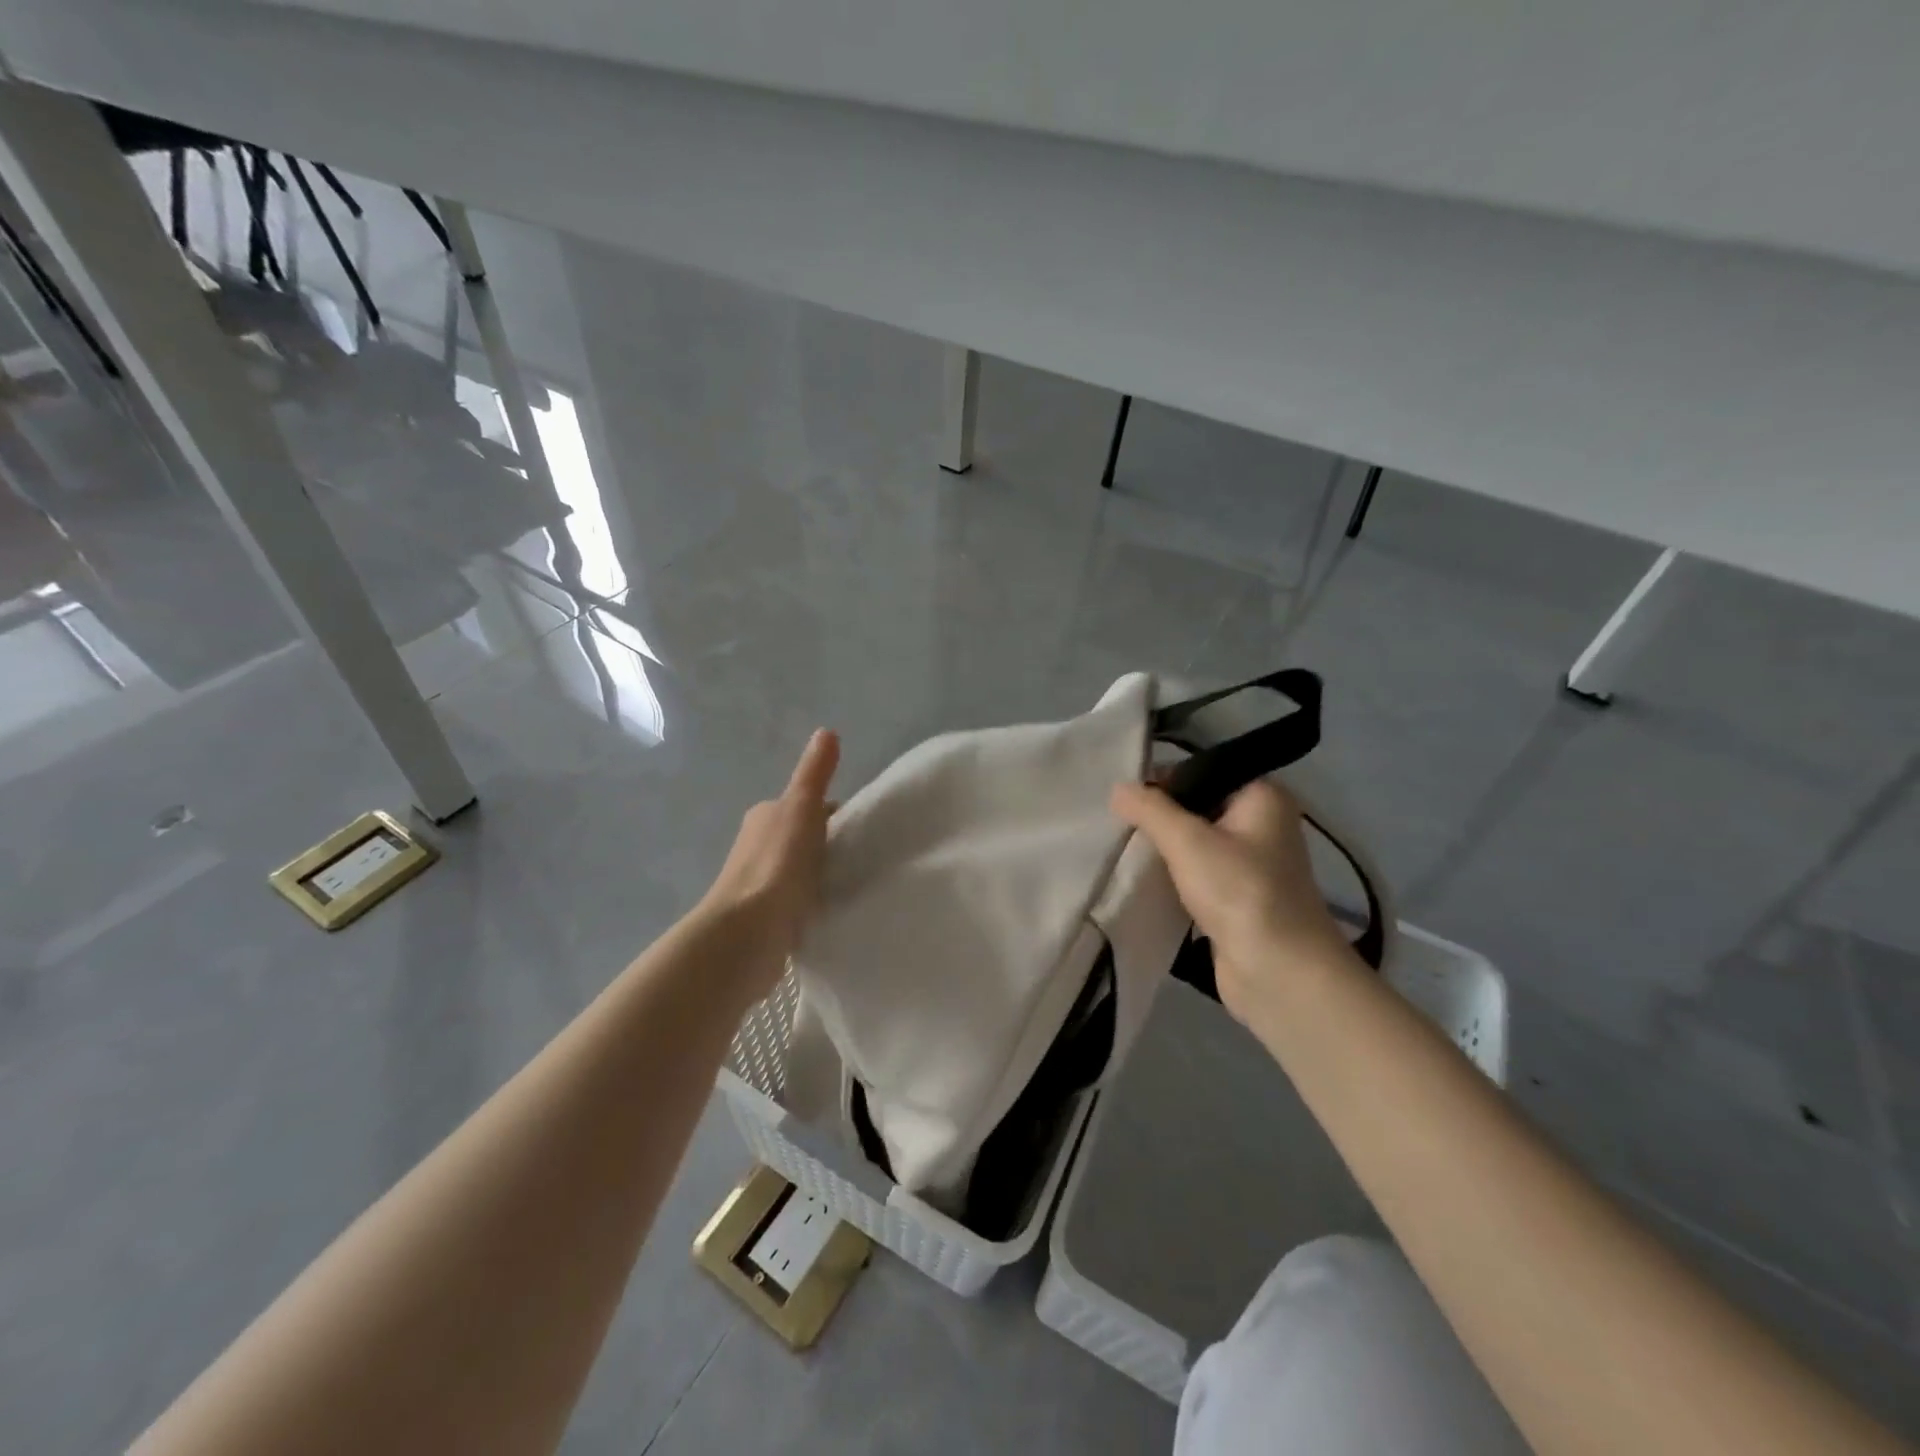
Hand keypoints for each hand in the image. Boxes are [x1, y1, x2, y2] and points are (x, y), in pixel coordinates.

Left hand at [700, 729, 839, 998]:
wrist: (746, 933)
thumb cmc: (777, 864)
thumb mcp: (802, 808)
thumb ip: (815, 773)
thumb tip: (827, 731)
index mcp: (765, 815)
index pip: (807, 806)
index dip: (834, 813)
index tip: (863, 828)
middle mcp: (757, 844)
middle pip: (803, 837)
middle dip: (828, 844)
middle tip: (864, 857)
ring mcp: (759, 883)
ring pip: (799, 870)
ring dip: (820, 874)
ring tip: (853, 884)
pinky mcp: (765, 917)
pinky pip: (796, 901)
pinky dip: (812, 901)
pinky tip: (831, 910)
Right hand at [1111, 777, 1352, 1026]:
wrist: (1280, 974)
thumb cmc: (1240, 893)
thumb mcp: (1188, 841)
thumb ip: (1150, 809)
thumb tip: (1118, 788)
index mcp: (1262, 796)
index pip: (1201, 771)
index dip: (1161, 781)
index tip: (1123, 800)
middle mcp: (1261, 824)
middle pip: (1196, 807)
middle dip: (1158, 818)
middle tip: (1117, 826)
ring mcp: (1251, 865)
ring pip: (1195, 844)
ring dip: (1163, 850)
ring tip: (1123, 851)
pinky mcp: (1237, 899)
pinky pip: (1197, 875)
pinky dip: (1173, 877)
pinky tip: (1142, 881)